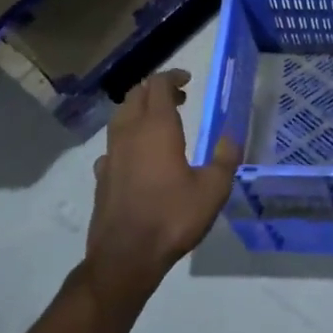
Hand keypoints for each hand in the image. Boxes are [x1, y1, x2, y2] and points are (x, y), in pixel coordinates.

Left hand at [82, 69, 240, 312]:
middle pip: (135, 96)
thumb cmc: (173, 217)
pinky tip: (138, 157)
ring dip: (139, 112)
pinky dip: (127, 140)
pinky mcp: (101, 176)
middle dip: (156, 91)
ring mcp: (110, 155)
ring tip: (160, 124)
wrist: (126, 255)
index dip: (172, 77)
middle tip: (179, 98)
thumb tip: (231, 136)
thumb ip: (225, 158)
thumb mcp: (213, 189)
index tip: (188, 80)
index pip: (157, 86)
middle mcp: (129, 134)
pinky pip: (113, 145)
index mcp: (157, 128)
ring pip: (120, 118)